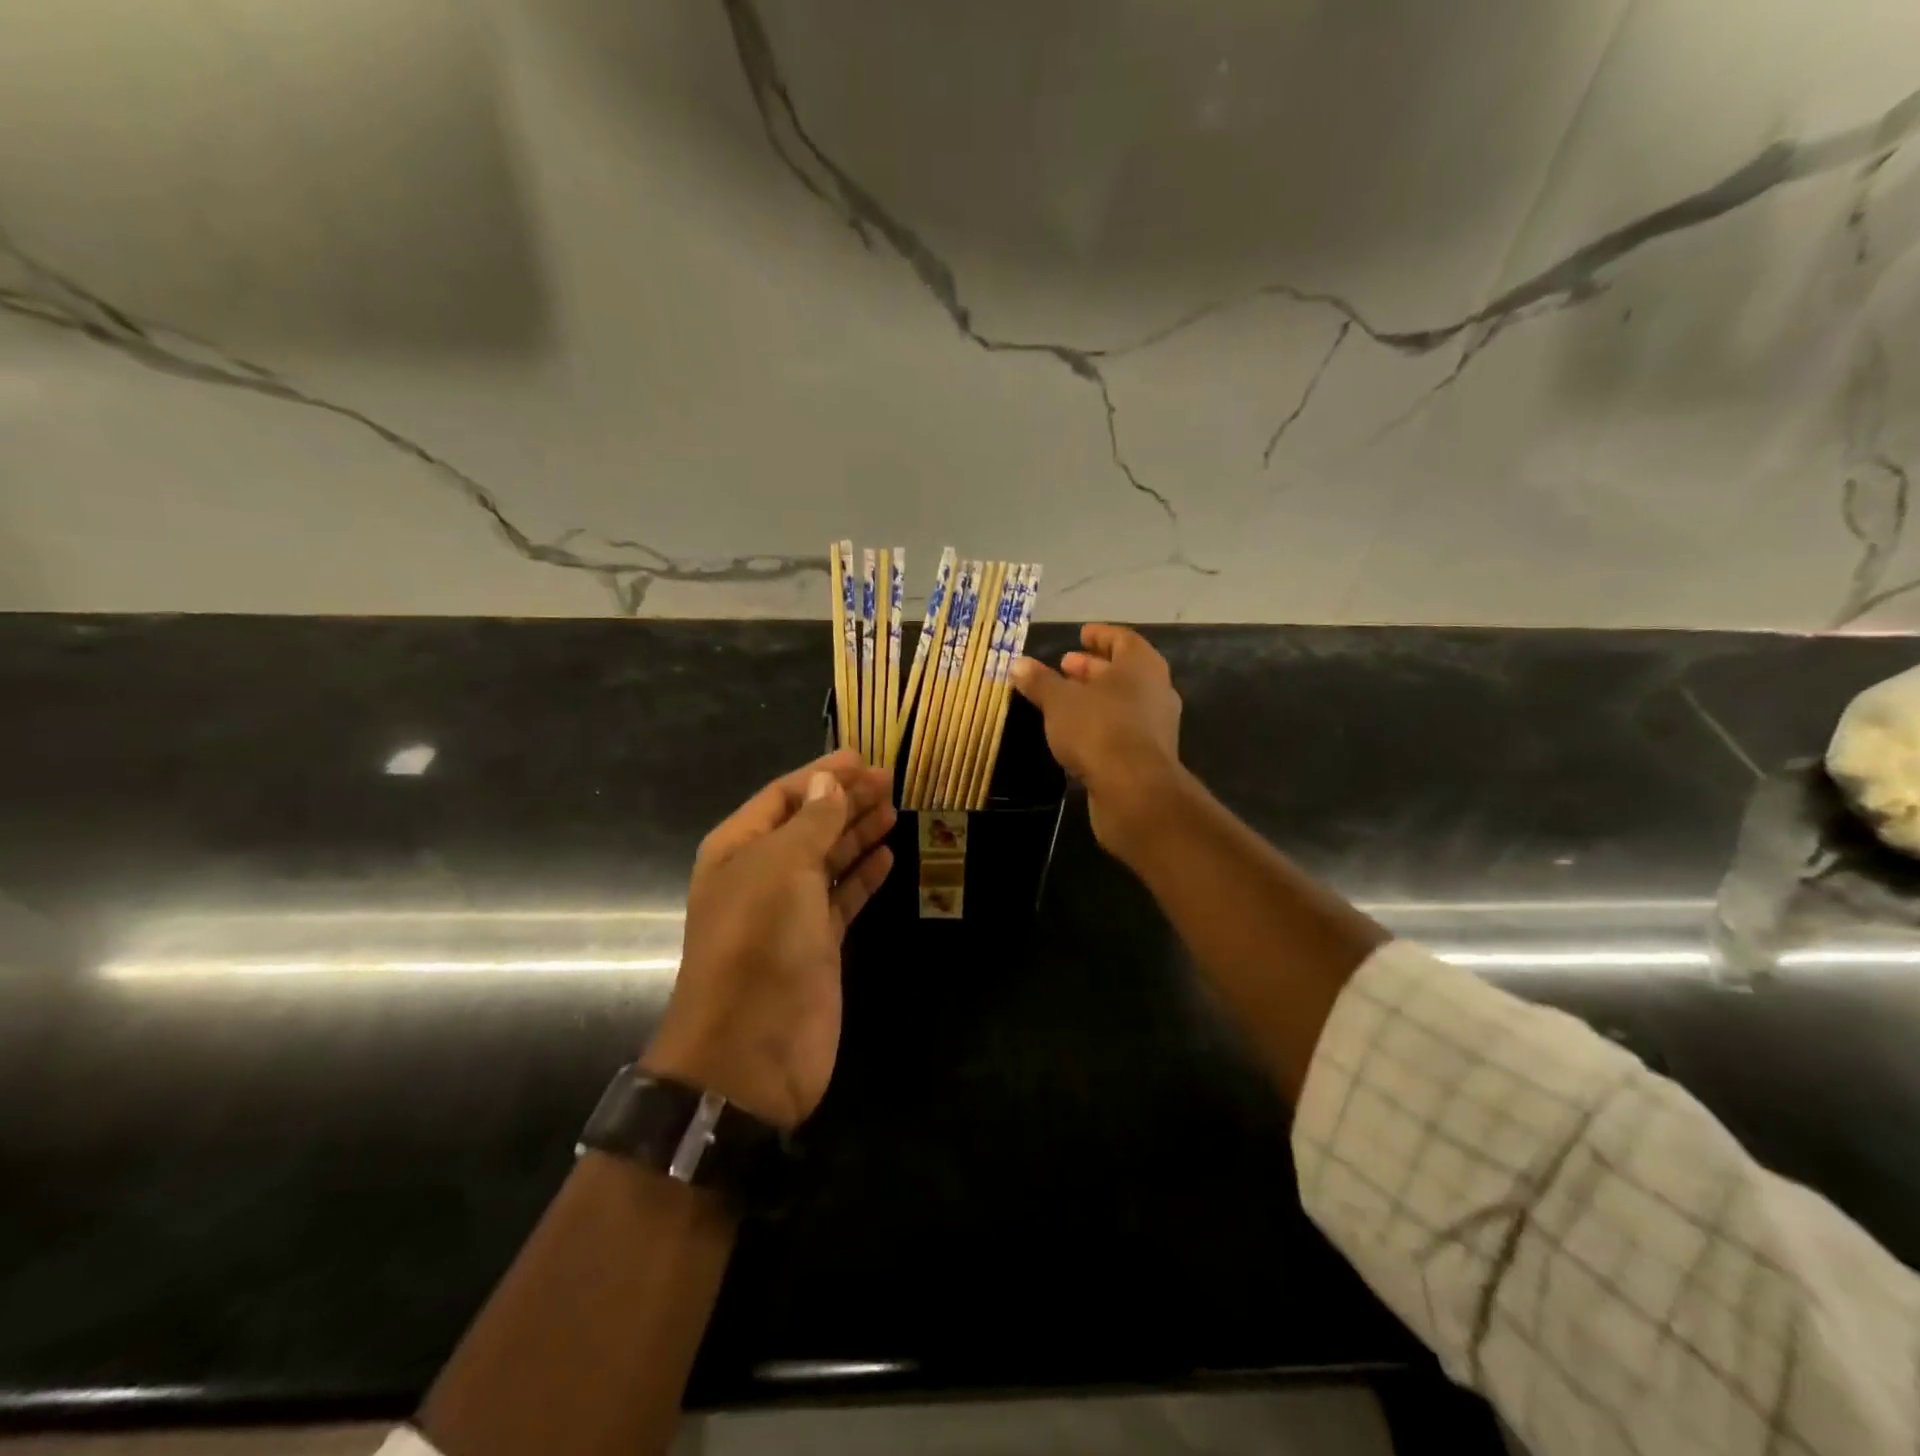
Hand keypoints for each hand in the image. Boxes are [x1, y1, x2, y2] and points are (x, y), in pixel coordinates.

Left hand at [643, 750, 894, 1130]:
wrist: (752, 1047)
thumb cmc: (760, 941)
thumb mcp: (783, 866)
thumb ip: (812, 821)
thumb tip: (829, 781)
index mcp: (738, 848)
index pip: (782, 796)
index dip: (821, 774)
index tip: (863, 758)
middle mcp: (761, 874)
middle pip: (809, 824)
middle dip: (845, 800)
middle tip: (889, 780)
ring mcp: (790, 911)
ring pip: (828, 859)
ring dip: (857, 833)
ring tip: (893, 809)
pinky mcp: (818, 943)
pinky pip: (843, 897)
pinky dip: (864, 875)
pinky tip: (888, 855)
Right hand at [1010, 623, 1184, 857]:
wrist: (1134, 791)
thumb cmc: (1098, 730)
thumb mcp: (1059, 701)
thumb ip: (1039, 681)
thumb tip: (1018, 664)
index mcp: (1141, 666)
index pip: (1122, 639)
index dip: (1100, 635)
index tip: (1080, 634)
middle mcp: (1155, 690)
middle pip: (1123, 671)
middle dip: (1092, 668)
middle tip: (1064, 666)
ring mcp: (1156, 725)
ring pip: (1123, 701)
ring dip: (1095, 697)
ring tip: (1064, 699)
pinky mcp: (1149, 755)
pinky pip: (1122, 728)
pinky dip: (1100, 723)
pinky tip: (1075, 732)